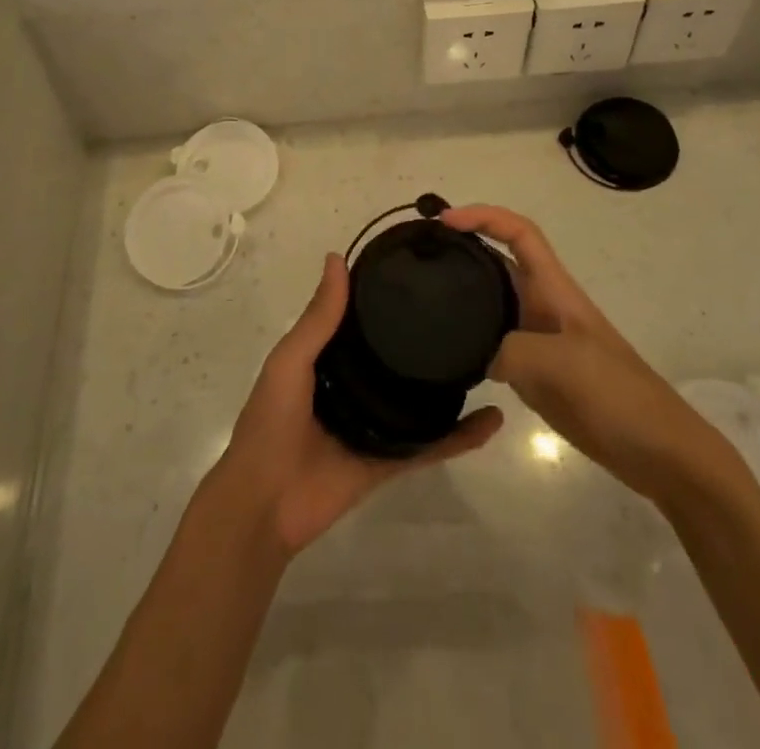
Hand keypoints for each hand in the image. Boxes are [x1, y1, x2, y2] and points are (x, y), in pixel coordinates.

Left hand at [209, 253, 503, 558]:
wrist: (266, 502)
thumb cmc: (272, 421)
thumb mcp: (290, 360)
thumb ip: (318, 317)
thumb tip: (337, 257)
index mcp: (328, 359)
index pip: (362, 320)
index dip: (385, 296)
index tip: (421, 270)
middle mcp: (355, 385)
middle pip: (395, 356)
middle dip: (423, 336)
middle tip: (465, 307)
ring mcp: (376, 424)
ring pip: (420, 398)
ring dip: (448, 382)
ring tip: (488, 353)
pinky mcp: (393, 459)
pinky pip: (432, 444)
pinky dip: (462, 436)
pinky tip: (493, 419)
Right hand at [443, 205, 729, 503]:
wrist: (658, 451)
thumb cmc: (615, 393)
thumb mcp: (558, 363)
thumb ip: (507, 350)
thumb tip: (470, 354)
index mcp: (554, 289)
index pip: (518, 233)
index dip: (483, 216)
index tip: (444, 221)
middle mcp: (542, 306)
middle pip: (498, 263)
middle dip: (462, 250)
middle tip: (417, 257)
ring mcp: (538, 340)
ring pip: (492, 304)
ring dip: (462, 296)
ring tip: (419, 300)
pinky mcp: (535, 372)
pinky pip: (493, 344)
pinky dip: (469, 340)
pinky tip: (445, 353)